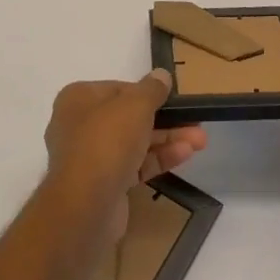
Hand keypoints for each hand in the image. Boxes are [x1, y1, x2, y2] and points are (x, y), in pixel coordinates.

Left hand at [43, 71, 206, 246]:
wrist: (86, 204)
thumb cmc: (107, 141)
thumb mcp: (135, 105)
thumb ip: (151, 89)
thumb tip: (161, 75)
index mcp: (78, 99)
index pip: (118, 89)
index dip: (147, 93)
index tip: (171, 98)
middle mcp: (80, 125)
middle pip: (129, 117)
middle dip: (165, 119)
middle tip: (194, 121)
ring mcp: (91, 157)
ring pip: (135, 142)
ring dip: (167, 139)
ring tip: (200, 140)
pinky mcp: (104, 184)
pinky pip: (135, 165)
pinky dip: (159, 158)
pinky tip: (186, 154)